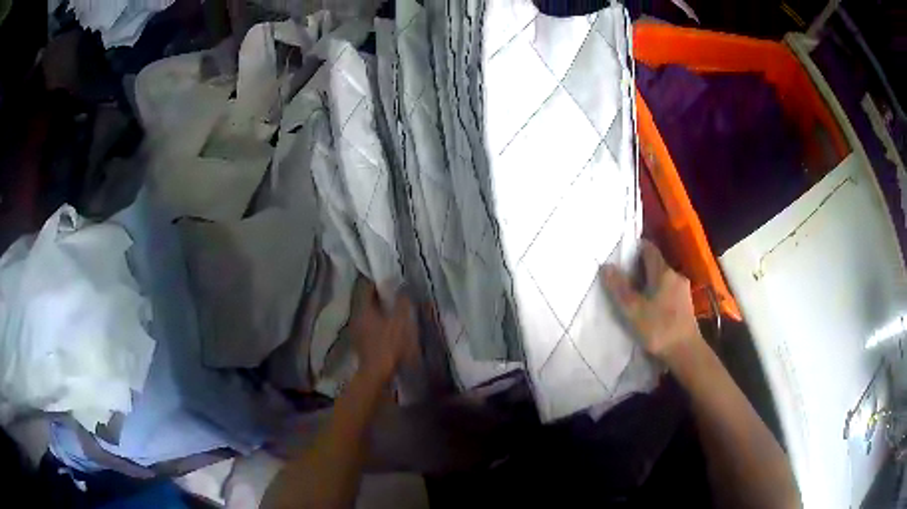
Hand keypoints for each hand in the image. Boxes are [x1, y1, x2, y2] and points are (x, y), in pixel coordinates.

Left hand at [349, 280, 417, 383]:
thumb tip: (402, 288)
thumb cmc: (389, 344)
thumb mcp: (401, 321)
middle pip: (367, 300)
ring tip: (392, 309)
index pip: (367, 287)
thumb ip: (402, 302)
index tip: (390, 279)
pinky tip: (387, 326)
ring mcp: (356, 330)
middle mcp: (356, 316)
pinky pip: (368, 325)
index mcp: (364, 308)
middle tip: (393, 293)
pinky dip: (376, 322)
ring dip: (378, 310)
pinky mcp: (360, 342)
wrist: (377, 372)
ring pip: (367, 313)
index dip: (378, 281)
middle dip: (379, 296)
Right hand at [601, 240, 702, 366]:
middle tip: (622, 278)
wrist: (685, 352)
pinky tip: (649, 307)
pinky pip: (667, 291)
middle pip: (655, 264)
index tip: (621, 256)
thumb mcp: (633, 310)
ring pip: (661, 279)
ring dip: (648, 283)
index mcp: (663, 272)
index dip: (635, 248)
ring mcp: (682, 290)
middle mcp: (675, 275)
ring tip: (633, 295)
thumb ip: (619, 288)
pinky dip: (656, 293)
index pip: (649, 249)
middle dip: (639, 268)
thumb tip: (606, 266)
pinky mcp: (685, 304)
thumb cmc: (658, 328)